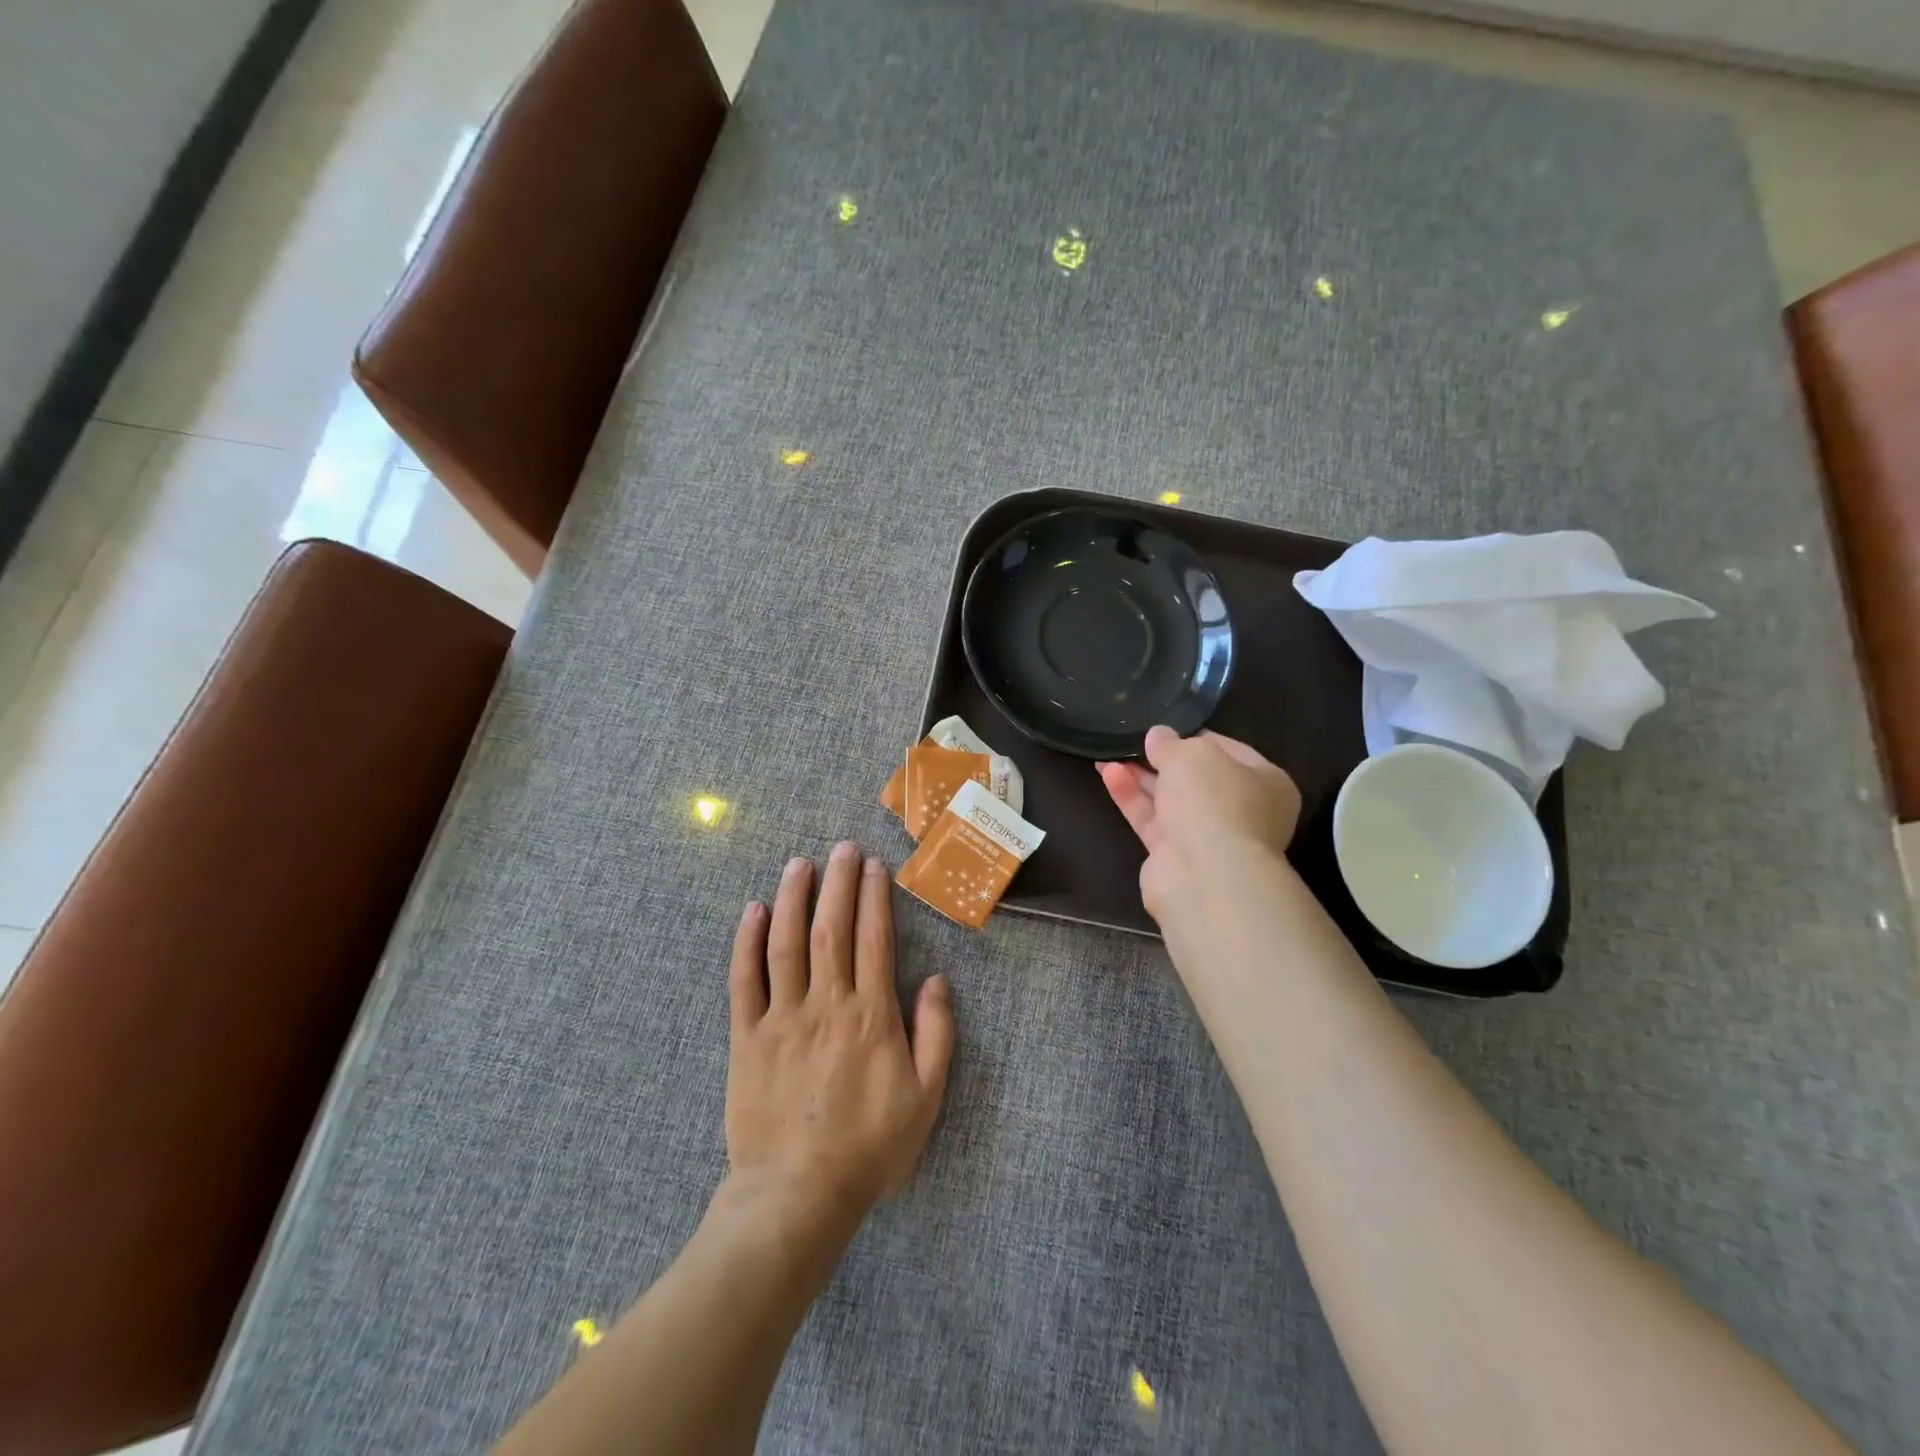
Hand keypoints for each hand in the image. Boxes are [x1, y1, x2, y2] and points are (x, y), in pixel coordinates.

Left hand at [724, 842, 954, 1231]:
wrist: (797, 1195)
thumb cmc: (869, 1147)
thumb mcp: (926, 1097)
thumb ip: (936, 1034)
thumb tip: (937, 980)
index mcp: (871, 1015)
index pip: (873, 939)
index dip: (874, 898)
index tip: (874, 867)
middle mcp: (826, 1004)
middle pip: (832, 929)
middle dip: (838, 883)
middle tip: (842, 847)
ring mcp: (782, 1017)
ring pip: (787, 943)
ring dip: (794, 898)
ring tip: (799, 864)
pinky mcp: (746, 1037)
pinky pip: (744, 980)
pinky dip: (747, 943)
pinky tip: (753, 911)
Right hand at [1098, 726, 1302, 923]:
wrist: (1205, 874)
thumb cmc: (1214, 801)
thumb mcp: (1191, 754)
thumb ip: (1171, 743)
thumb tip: (1158, 736)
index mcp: (1266, 783)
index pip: (1230, 751)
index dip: (1196, 737)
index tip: (1167, 730)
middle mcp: (1242, 811)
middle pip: (1198, 779)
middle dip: (1163, 761)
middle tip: (1134, 743)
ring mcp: (1209, 837)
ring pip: (1171, 800)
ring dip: (1141, 778)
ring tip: (1108, 756)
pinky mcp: (1176, 856)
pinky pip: (1152, 820)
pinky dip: (1131, 798)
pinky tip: (1108, 774)